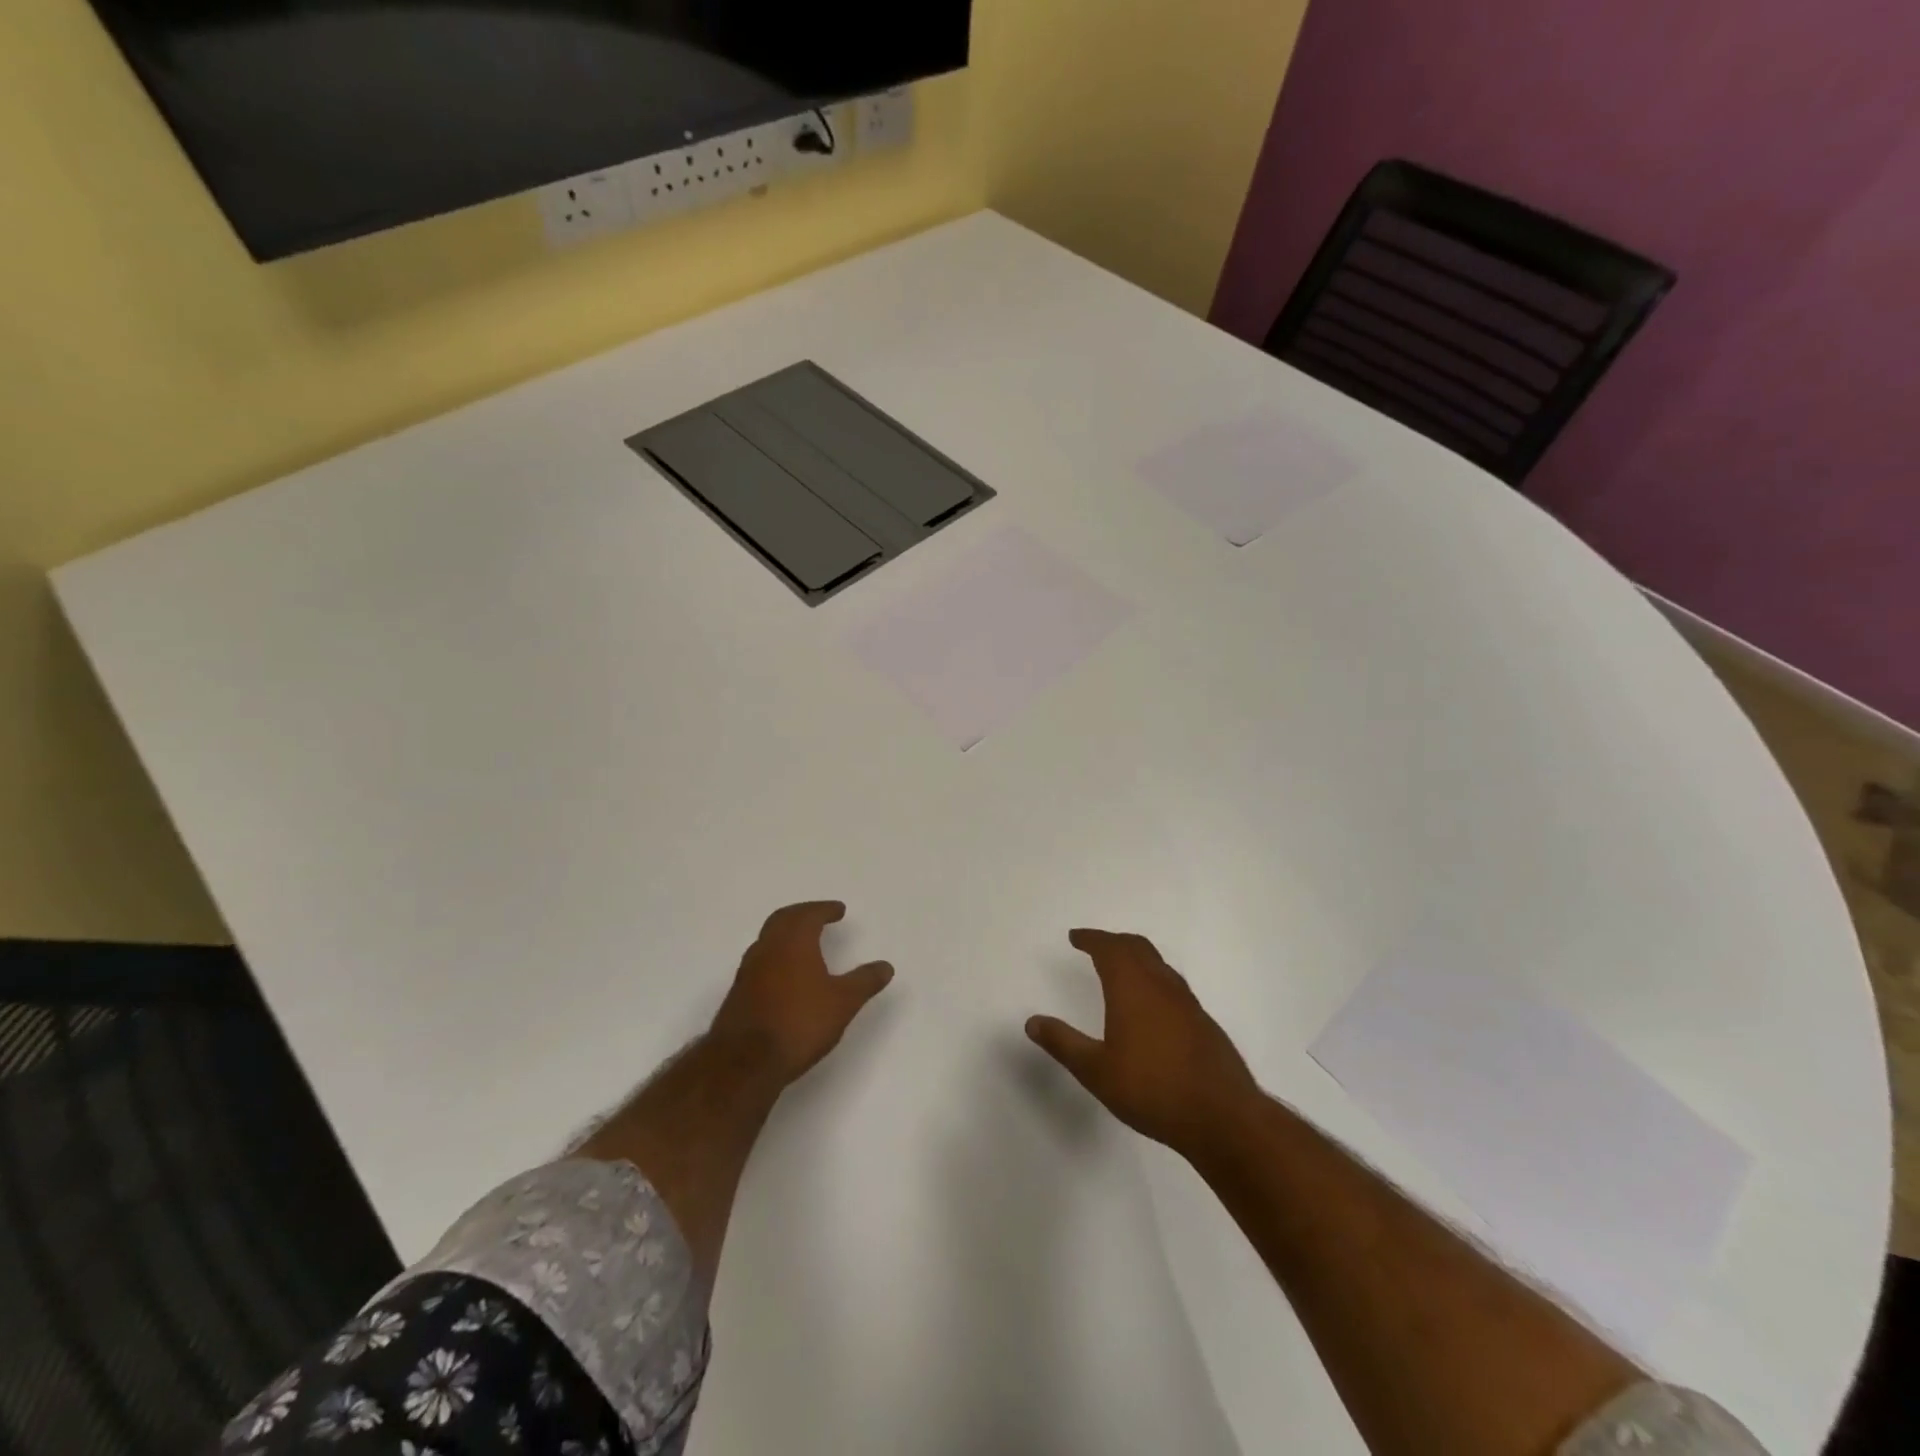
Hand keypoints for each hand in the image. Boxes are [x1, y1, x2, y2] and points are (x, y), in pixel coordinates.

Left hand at [710, 901, 893, 1084]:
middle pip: (782, 919)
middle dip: (802, 914)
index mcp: (793, 942)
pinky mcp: (738, 994)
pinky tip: (785, 976)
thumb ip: (864, 981)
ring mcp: (748, 971)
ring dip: (786, 934)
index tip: (838, 910)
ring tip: (803, 943)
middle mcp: (767, 949)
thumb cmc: (799, 1023)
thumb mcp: (843, 1002)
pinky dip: (775, 956)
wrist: (745, 1063)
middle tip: (818, 916)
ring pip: (767, 940)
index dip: (824, 909)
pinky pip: (760, 961)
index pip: (808, 914)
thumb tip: (886, 966)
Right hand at [1026, 929, 1258, 1157]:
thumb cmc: (1152, 1089)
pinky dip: (1153, 978)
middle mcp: (1161, 985)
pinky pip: (1171, 984)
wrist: (1222, 1116)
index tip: (1076, 937)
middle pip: (1137, 947)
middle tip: (1095, 945)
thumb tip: (1032, 1022)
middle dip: (1113, 942)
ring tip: (1120, 968)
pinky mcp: (1202, 1021)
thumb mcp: (1096, 1071)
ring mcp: (1186, 1002)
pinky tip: (1150, 1004)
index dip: (1091, 939)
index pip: (1109, 949)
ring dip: (1136, 957)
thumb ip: (1063, 1043)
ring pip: (1158, 964)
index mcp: (1132, 987)